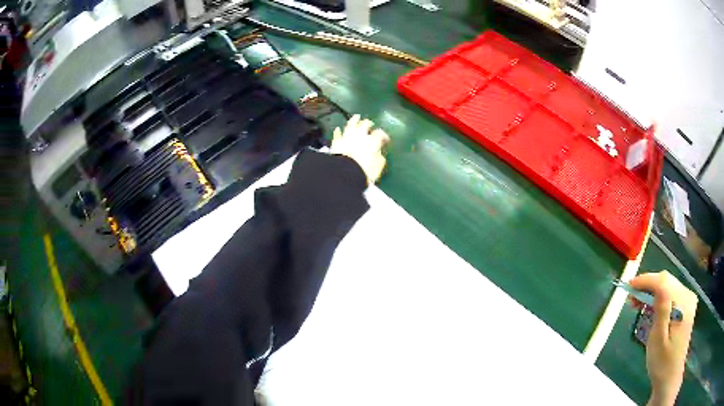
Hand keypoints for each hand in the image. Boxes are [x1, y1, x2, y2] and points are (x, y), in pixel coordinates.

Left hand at [330, 115, 389, 184]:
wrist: (345, 172)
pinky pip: (337, 134)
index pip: (380, 134)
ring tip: (356, 117)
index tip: (385, 139)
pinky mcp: (337, 142)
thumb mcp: (378, 166)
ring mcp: (347, 136)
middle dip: (368, 123)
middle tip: (370, 124)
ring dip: (354, 120)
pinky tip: (338, 129)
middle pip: (365, 125)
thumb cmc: (365, 170)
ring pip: (351, 124)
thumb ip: (380, 157)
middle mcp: (360, 135)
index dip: (384, 135)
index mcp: (372, 140)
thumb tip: (379, 153)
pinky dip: (338, 131)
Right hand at [629, 271, 697, 405]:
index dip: (647, 280)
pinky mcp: (685, 306)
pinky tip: (649, 306)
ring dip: (652, 291)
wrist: (669, 377)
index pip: (664, 282)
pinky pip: (671, 294)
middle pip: (667, 281)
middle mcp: (688, 296)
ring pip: (668, 286)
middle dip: (648, 285)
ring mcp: (687, 300)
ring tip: (637, 302)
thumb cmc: (662, 362)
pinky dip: (658, 297)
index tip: (629, 285)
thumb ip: (661, 309)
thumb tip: (657, 285)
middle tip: (630, 297)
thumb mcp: (658, 339)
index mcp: (683, 303)